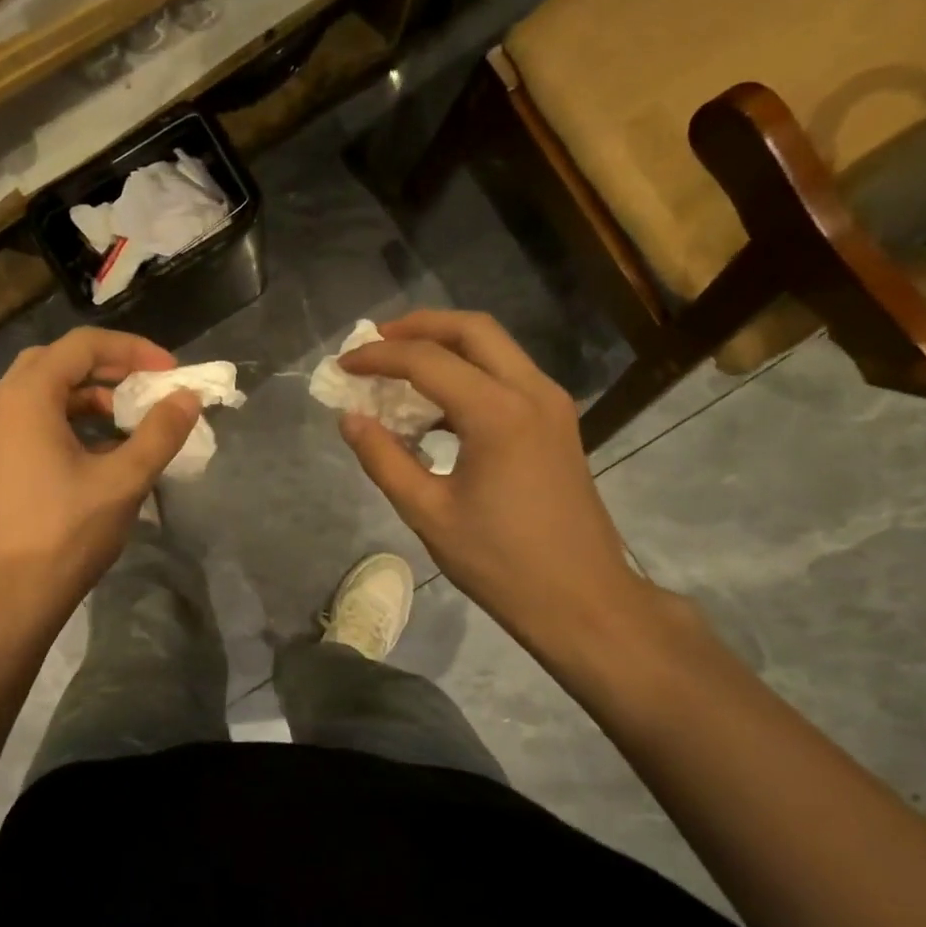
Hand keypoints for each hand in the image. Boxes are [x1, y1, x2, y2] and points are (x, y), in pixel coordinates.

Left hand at [0, 327, 200, 603]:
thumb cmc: (65, 533)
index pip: (82, 345)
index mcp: (27, 397)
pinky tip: (97, 451)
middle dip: (107, 368)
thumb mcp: (123, 480)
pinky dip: (67, 421)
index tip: (169, 372)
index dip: (132, 350)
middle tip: (145, 387)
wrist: (5, 597)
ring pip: (41, 394)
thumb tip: (188, 398)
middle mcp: (0, 406)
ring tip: (127, 420)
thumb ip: (159, 433)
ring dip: (87, 396)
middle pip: (57, 362)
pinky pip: (31, 422)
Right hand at [336, 310, 659, 657]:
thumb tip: (350, 418)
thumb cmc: (499, 562)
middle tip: (375, 341)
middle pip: (472, 329)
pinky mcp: (557, 423)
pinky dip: (468, 373)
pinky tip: (436, 406)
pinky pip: (507, 376)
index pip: (427, 360)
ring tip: (399, 367)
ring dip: (445, 346)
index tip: (343, 366)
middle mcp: (531, 392)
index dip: (378, 357)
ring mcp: (551, 405)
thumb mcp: (427, 512)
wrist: (581, 600)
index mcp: (497, 413)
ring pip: (495, 347)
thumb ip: (383, 459)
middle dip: (418, 326)